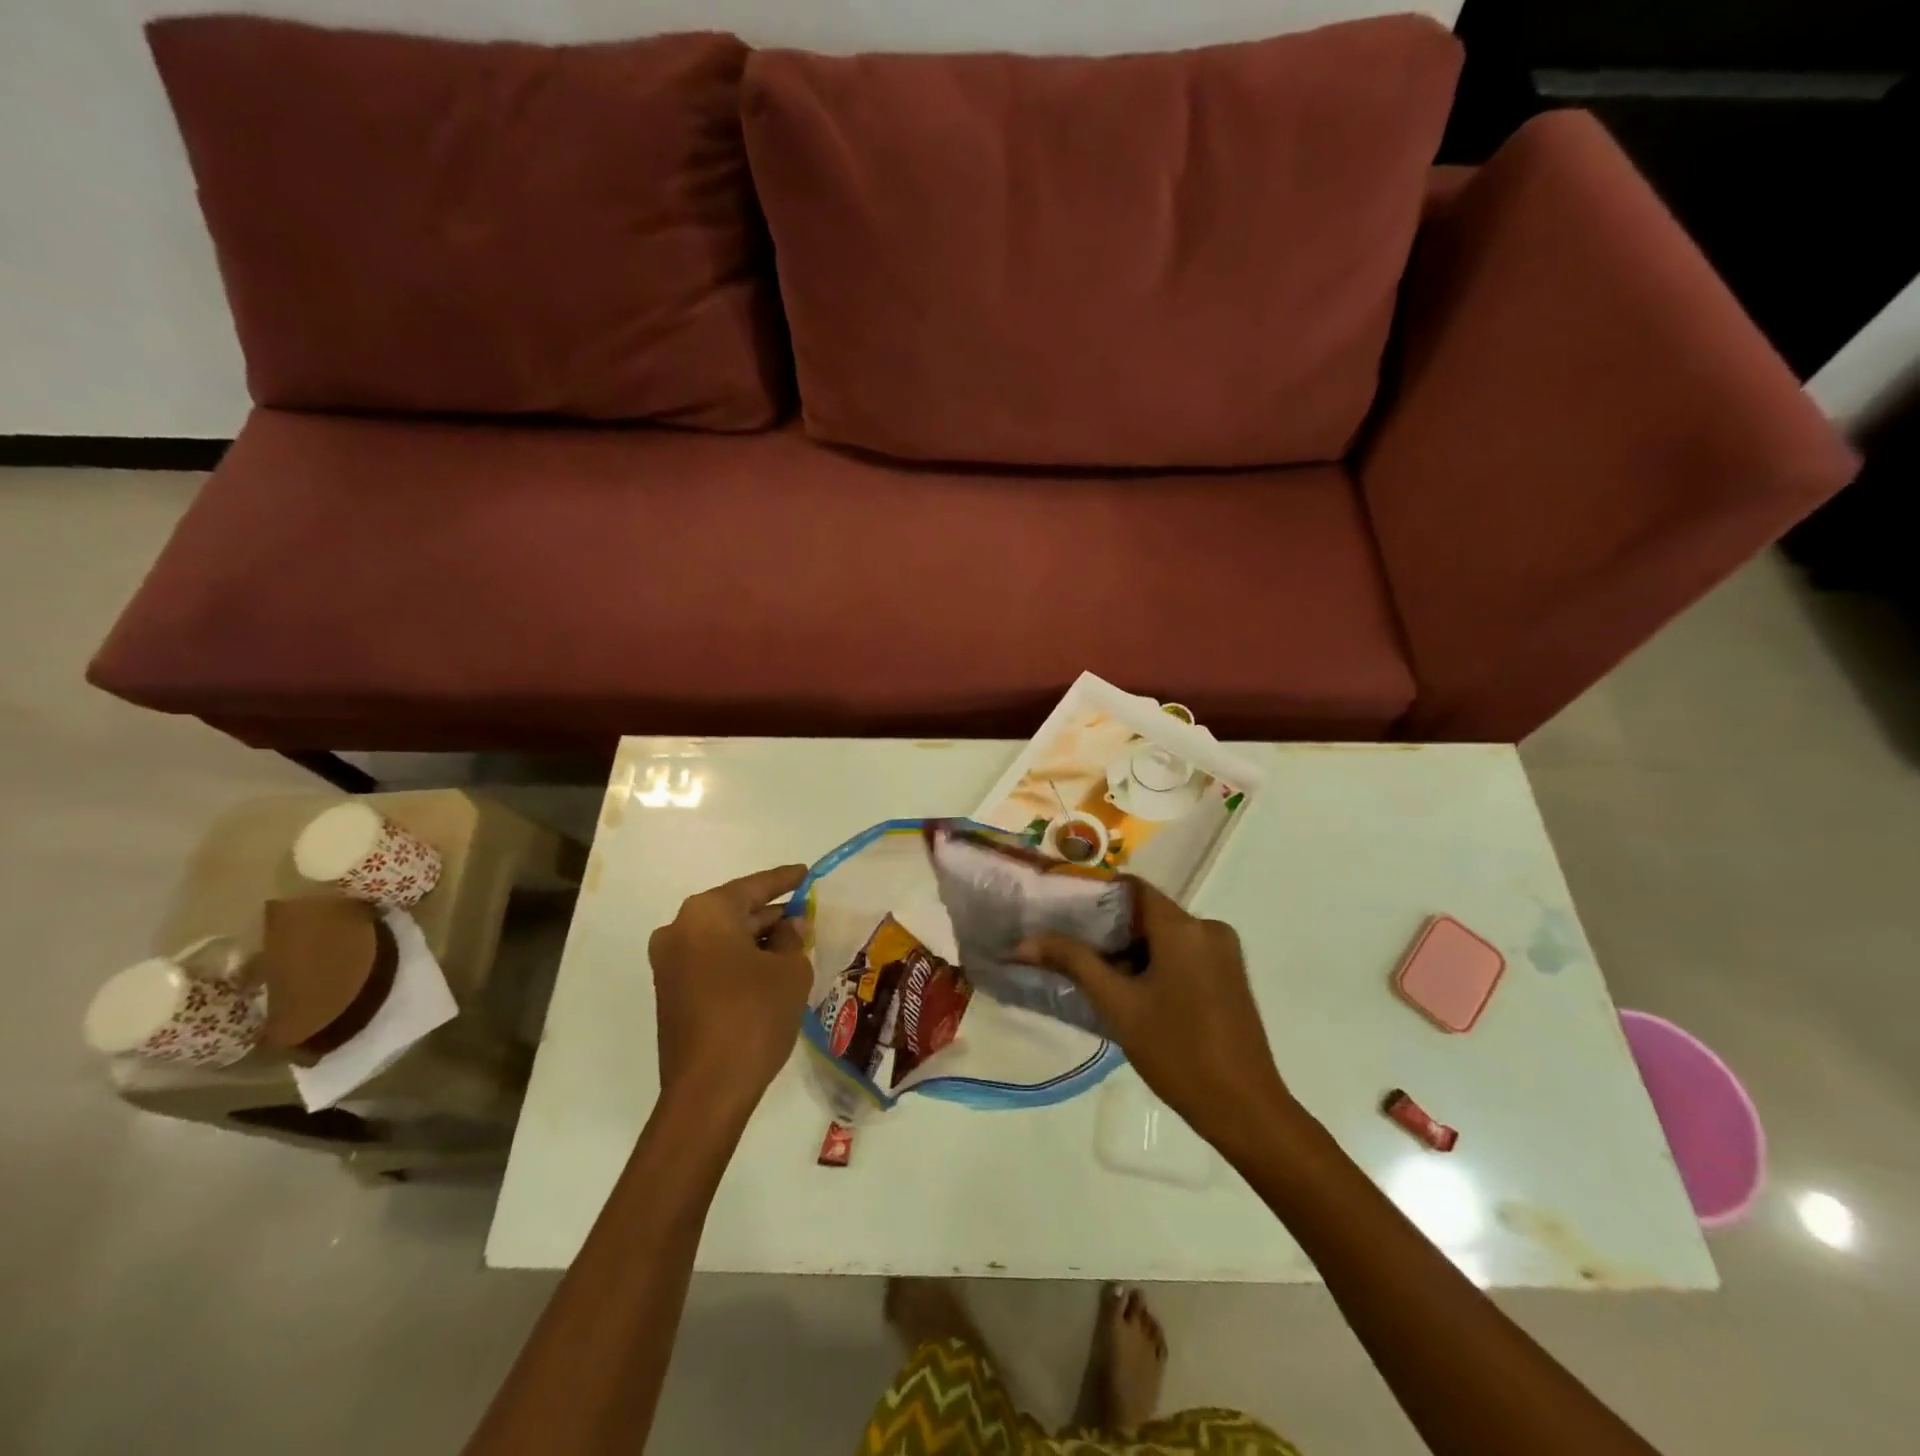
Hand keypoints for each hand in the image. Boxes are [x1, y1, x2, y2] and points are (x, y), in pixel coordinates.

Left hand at [648, 864, 811, 1109]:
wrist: (708, 1089)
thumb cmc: (754, 1015)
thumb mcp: (790, 971)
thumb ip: (793, 938)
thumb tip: (789, 926)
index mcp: (707, 913)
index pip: (755, 886)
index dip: (785, 880)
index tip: (807, 873)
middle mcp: (679, 929)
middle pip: (735, 911)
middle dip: (770, 914)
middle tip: (805, 914)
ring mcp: (669, 963)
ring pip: (722, 937)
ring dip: (755, 939)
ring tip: (793, 942)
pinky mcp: (669, 992)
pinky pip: (710, 960)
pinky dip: (737, 959)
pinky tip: (768, 968)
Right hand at [1017, 880, 1290, 1146]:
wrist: (1244, 1109)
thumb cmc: (1176, 1052)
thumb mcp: (1117, 1005)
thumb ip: (1073, 962)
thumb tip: (1025, 941)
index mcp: (1183, 926)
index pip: (1131, 888)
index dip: (1095, 895)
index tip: (1061, 910)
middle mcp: (1208, 928)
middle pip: (1147, 912)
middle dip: (1108, 929)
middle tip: (1069, 947)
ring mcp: (1224, 952)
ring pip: (1165, 935)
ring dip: (1131, 949)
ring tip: (1093, 973)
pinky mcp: (1230, 975)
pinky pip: (1183, 953)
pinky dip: (1155, 962)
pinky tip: (1131, 991)